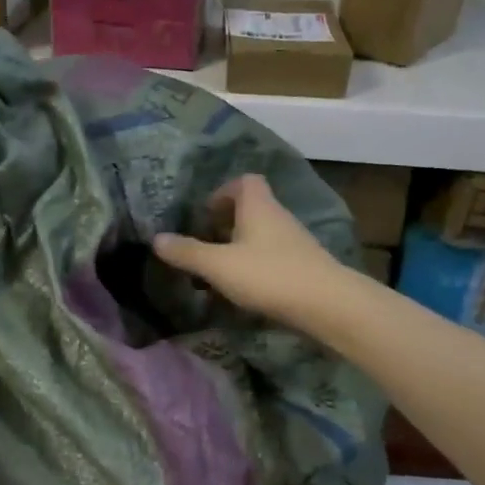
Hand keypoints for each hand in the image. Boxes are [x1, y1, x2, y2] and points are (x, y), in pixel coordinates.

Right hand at [153, 174, 349, 326]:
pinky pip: (273, 257)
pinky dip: (256, 266)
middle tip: (206, 244)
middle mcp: (278, 216)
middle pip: (252, 208)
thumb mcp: (218, 265)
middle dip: (227, 223)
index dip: (223, 192)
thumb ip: (187, 252)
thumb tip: (156, 238)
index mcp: (258, 206)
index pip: (245, 181)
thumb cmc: (268, 275)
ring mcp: (295, 242)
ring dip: (240, 247)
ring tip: (219, 272)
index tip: (205, 214)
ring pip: (262, 235)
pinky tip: (245, 290)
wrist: (327, 304)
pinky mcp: (304, 266)